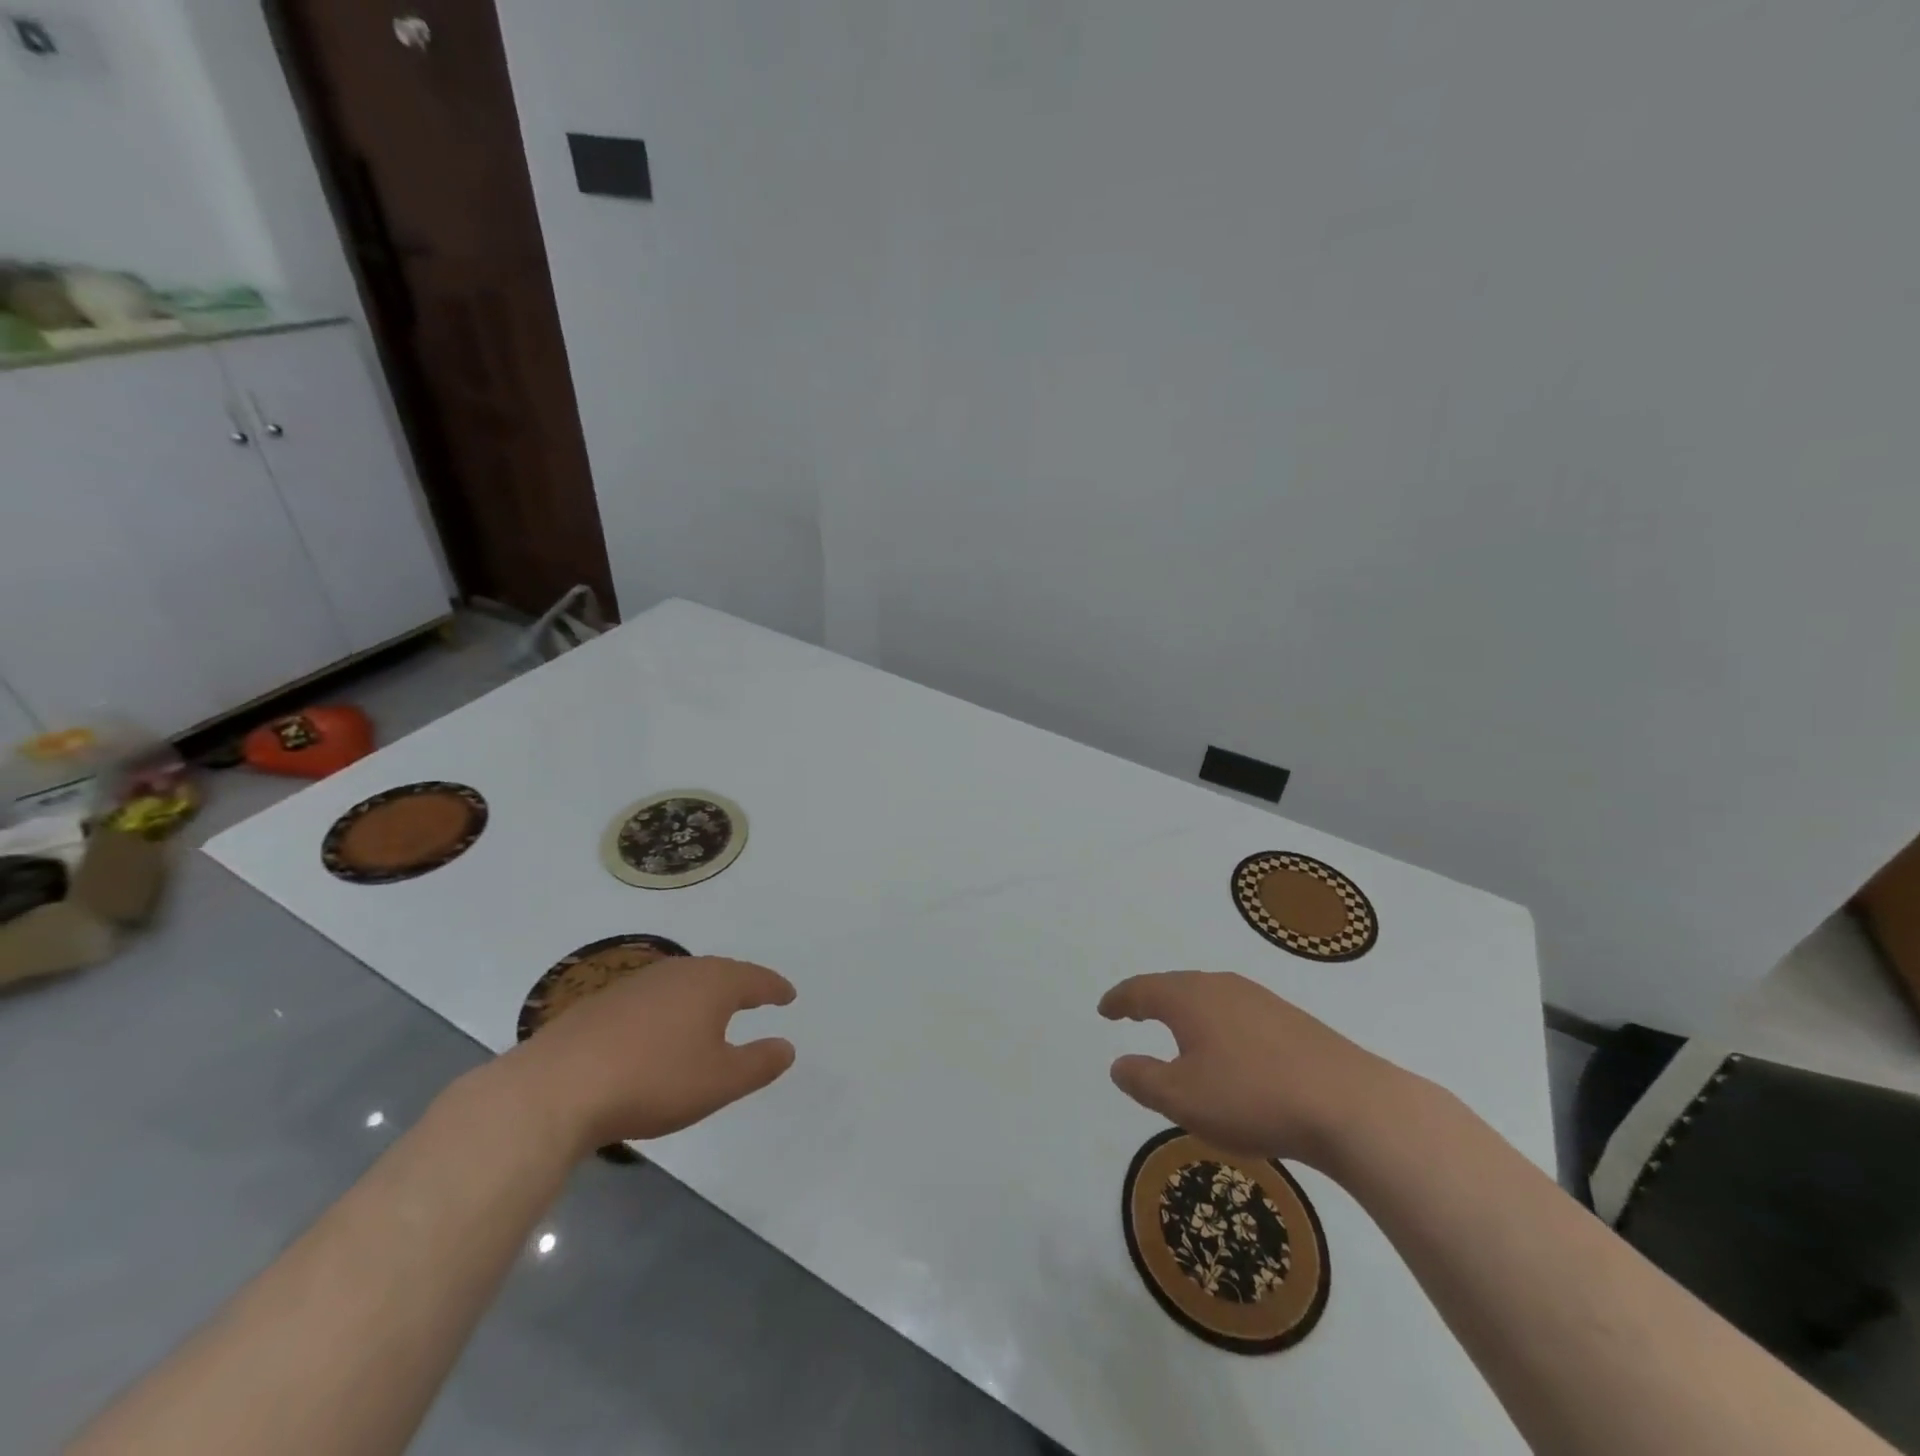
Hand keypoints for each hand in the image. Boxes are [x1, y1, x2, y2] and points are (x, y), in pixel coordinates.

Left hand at [508, 956, 796, 1152]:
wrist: (558, 1086)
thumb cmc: (654, 1080)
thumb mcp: (720, 1081)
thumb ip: (759, 1063)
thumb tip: (787, 1046)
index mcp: (712, 984)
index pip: (755, 979)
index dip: (774, 988)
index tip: (788, 996)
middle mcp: (678, 972)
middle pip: (719, 972)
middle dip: (741, 985)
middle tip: (756, 997)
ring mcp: (638, 983)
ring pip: (684, 982)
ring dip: (704, 995)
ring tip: (713, 1012)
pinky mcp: (604, 1001)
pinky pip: (654, 997)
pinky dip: (671, 1007)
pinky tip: (662, 1029)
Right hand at [1099, 970, 1410, 1167]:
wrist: (1349, 1104)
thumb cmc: (1251, 1096)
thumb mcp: (1182, 1098)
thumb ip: (1143, 1079)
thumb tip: (1119, 1063)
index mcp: (1188, 998)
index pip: (1141, 989)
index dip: (1119, 999)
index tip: (1105, 1009)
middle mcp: (1221, 987)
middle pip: (1175, 987)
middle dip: (1151, 1000)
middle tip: (1134, 1013)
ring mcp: (1260, 1000)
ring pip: (1209, 999)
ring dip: (1186, 1013)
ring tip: (1177, 1033)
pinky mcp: (1290, 1020)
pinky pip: (1236, 1014)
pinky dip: (1217, 1025)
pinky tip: (1228, 1051)